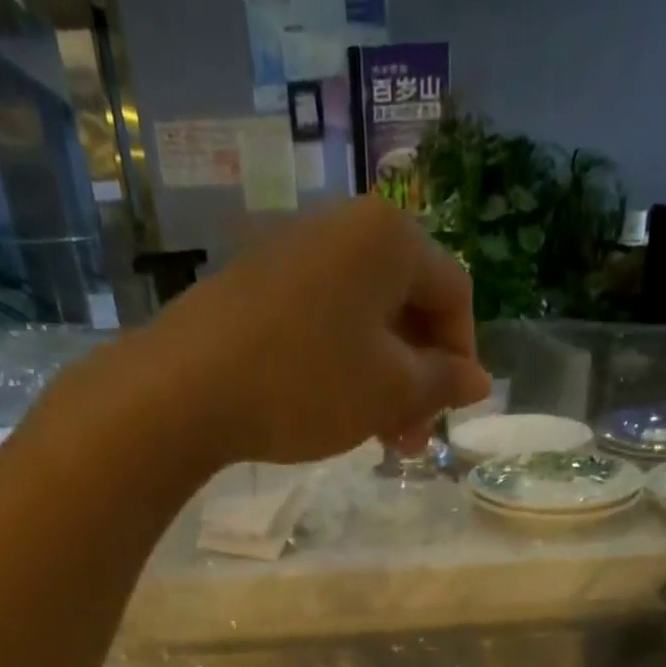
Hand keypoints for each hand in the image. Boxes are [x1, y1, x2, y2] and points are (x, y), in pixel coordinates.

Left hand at [138, 197, 490, 465]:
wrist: (186, 389)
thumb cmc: (308, 383)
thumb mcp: (390, 391)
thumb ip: (443, 382)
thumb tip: (479, 379)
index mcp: (388, 237)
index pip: (454, 293)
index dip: (463, 358)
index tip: (452, 412)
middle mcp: (343, 228)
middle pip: (407, 306)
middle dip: (419, 378)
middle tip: (412, 438)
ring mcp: (294, 253)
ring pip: (364, 321)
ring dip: (383, 381)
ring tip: (377, 438)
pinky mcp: (257, 284)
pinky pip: (323, 323)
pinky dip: (343, 367)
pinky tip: (334, 412)